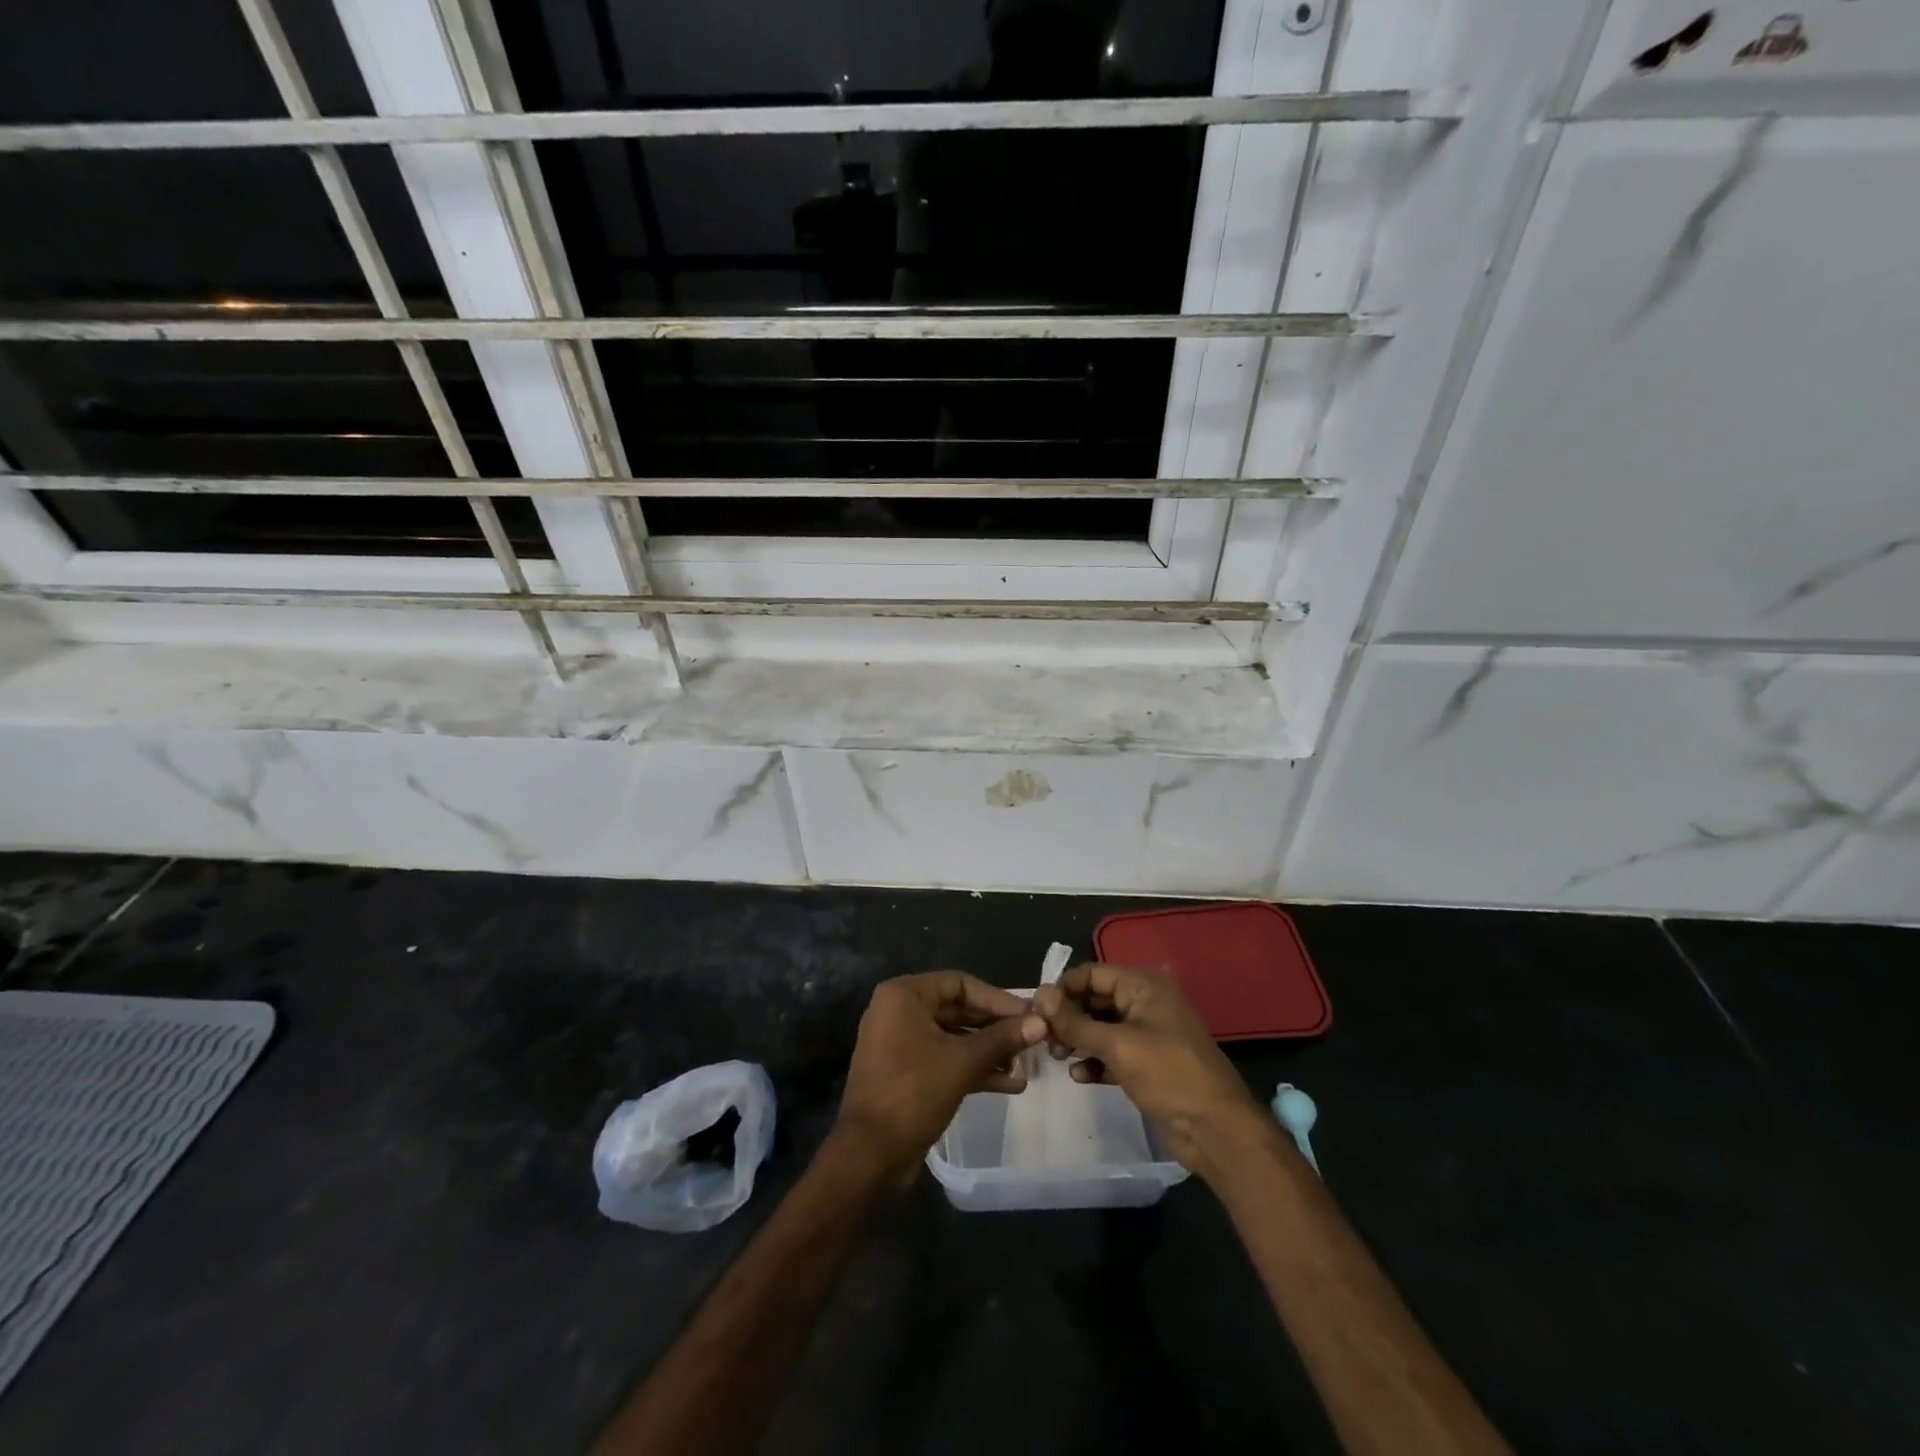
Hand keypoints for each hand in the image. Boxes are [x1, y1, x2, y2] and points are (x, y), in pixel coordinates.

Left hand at [835, 972, 1045, 1179]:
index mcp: (904, 995)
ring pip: (954, 1038)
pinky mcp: (907, 1073)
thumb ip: (1002, 1038)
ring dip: (989, 1051)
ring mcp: (901, 1044)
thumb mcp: (963, 1061)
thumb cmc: (913, 1091)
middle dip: (996, 1027)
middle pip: (958, 1010)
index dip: (997, 999)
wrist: (869, 1155)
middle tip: (1032, 1038)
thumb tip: (1041, 1022)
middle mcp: (899, 1012)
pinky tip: (1010, 1084)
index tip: (1029, 1014)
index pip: (960, 984)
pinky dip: (973, 1068)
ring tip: (1026, 1064)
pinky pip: (945, 1060)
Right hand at [1033, 963, 1265, 1177]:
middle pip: (1095, 998)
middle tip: (1043, 1037)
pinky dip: (1094, 1059)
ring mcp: (1147, 1033)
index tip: (1036, 1010)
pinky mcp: (1147, 1063)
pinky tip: (1079, 1075)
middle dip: (1068, 1016)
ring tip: (1056, 1055)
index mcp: (1143, 985)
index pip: (1092, 973)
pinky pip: (1111, 1051)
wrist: (1216, 1129)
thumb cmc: (1168, 1075)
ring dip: (1077, 1038)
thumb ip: (1075, 1021)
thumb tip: (1039, 995)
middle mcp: (1145, 1002)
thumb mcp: (1117, 1045)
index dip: (1063, 988)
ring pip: (1101, 1026)